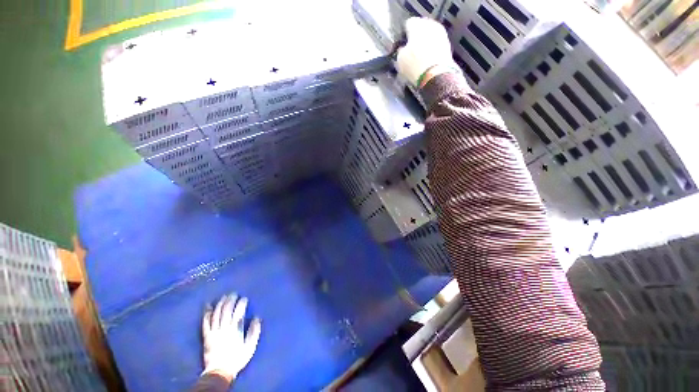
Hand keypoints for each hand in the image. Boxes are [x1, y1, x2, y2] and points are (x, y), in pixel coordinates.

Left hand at [202, 293, 261, 382]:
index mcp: (235, 329)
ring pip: (217, 314)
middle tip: (233, 293)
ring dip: (220, 304)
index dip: (242, 303)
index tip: (244, 298)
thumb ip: (254, 331)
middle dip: (231, 300)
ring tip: (223, 297)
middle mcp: (224, 327)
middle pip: (227, 310)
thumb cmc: (237, 358)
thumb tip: (257, 318)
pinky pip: (206, 323)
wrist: (219, 372)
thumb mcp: (250, 346)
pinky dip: (206, 314)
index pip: (239, 312)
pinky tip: (208, 307)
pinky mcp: (207, 336)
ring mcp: (214, 331)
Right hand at [396, 17, 458, 87]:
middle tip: (411, 50)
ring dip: (425, 44)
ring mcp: (441, 34)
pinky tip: (427, 61)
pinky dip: (432, 50)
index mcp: (416, 25)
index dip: (404, 35)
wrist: (435, 75)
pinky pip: (436, 45)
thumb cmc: (414, 65)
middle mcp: (430, 25)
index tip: (402, 44)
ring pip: (430, 36)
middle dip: (416, 37)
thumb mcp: (400, 60)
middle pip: (421, 28)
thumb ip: (401, 51)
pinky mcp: (447, 45)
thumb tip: (403, 49)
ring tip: (419, 57)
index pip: (408, 24)